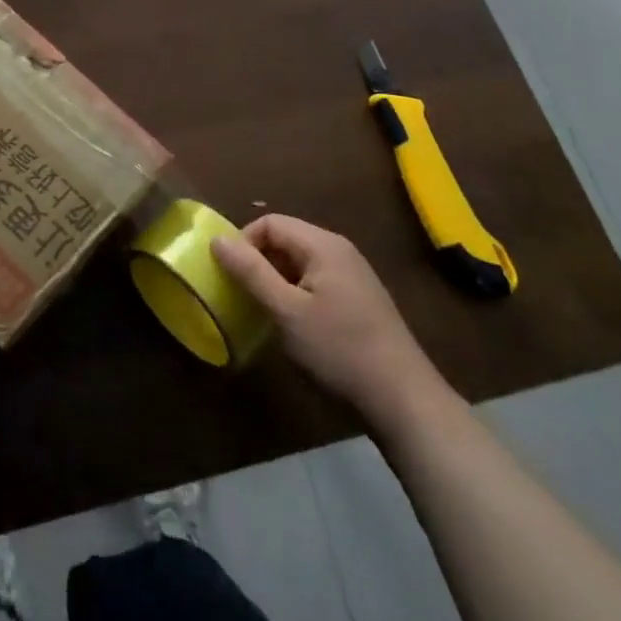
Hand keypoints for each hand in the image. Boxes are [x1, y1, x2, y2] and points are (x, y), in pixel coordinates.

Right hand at [212, 215, 447, 427]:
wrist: (403, 397)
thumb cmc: (339, 348)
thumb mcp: (286, 311)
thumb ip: (251, 272)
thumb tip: (217, 239)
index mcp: (323, 244)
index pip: (270, 222)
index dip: (244, 242)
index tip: (229, 275)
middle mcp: (339, 249)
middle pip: (286, 239)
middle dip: (258, 261)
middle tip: (242, 294)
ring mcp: (352, 274)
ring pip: (299, 262)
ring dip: (275, 279)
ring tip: (263, 310)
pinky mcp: (358, 298)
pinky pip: (316, 280)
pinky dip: (295, 292)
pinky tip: (293, 323)